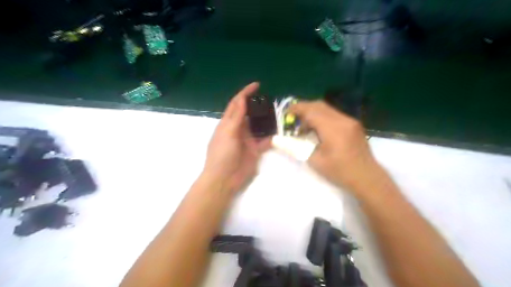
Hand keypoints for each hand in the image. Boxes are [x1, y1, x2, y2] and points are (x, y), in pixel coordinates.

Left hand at [202, 83, 270, 194]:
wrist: (224, 178)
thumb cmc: (222, 154)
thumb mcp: (227, 132)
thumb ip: (236, 117)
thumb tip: (243, 100)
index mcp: (228, 122)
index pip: (237, 103)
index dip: (245, 93)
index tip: (256, 85)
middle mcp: (238, 128)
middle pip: (250, 113)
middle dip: (258, 105)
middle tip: (271, 100)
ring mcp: (247, 139)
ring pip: (259, 126)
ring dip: (267, 120)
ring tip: (278, 113)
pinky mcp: (255, 150)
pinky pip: (265, 141)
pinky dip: (272, 137)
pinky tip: (279, 133)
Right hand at [289, 100, 380, 196]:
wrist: (367, 178)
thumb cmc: (339, 171)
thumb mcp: (314, 161)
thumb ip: (295, 147)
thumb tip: (277, 140)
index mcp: (333, 128)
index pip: (311, 110)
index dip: (297, 109)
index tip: (286, 113)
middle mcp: (343, 120)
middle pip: (319, 105)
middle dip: (304, 109)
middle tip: (293, 120)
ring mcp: (350, 121)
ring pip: (327, 109)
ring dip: (313, 114)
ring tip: (305, 129)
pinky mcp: (354, 125)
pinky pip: (334, 115)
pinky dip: (322, 118)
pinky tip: (319, 131)